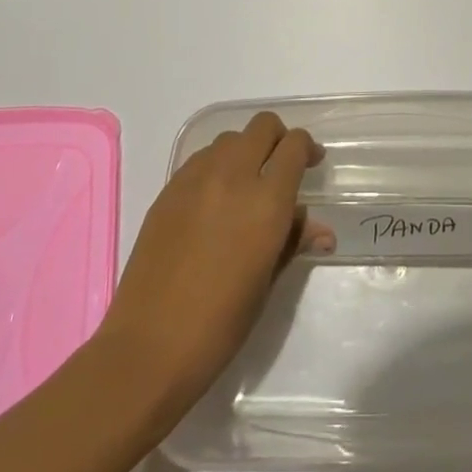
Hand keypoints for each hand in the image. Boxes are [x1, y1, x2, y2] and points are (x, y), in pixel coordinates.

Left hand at [97, 112, 332, 412]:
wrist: (150, 345)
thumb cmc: (221, 323)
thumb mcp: (267, 282)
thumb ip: (293, 241)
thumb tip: (321, 230)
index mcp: (266, 201)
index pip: (293, 146)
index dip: (306, 148)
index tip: (311, 164)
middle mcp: (233, 176)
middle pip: (262, 126)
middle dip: (278, 138)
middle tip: (282, 167)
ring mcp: (196, 179)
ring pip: (230, 138)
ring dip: (246, 150)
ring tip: (247, 183)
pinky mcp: (168, 189)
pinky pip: (201, 158)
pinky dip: (216, 165)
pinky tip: (214, 199)